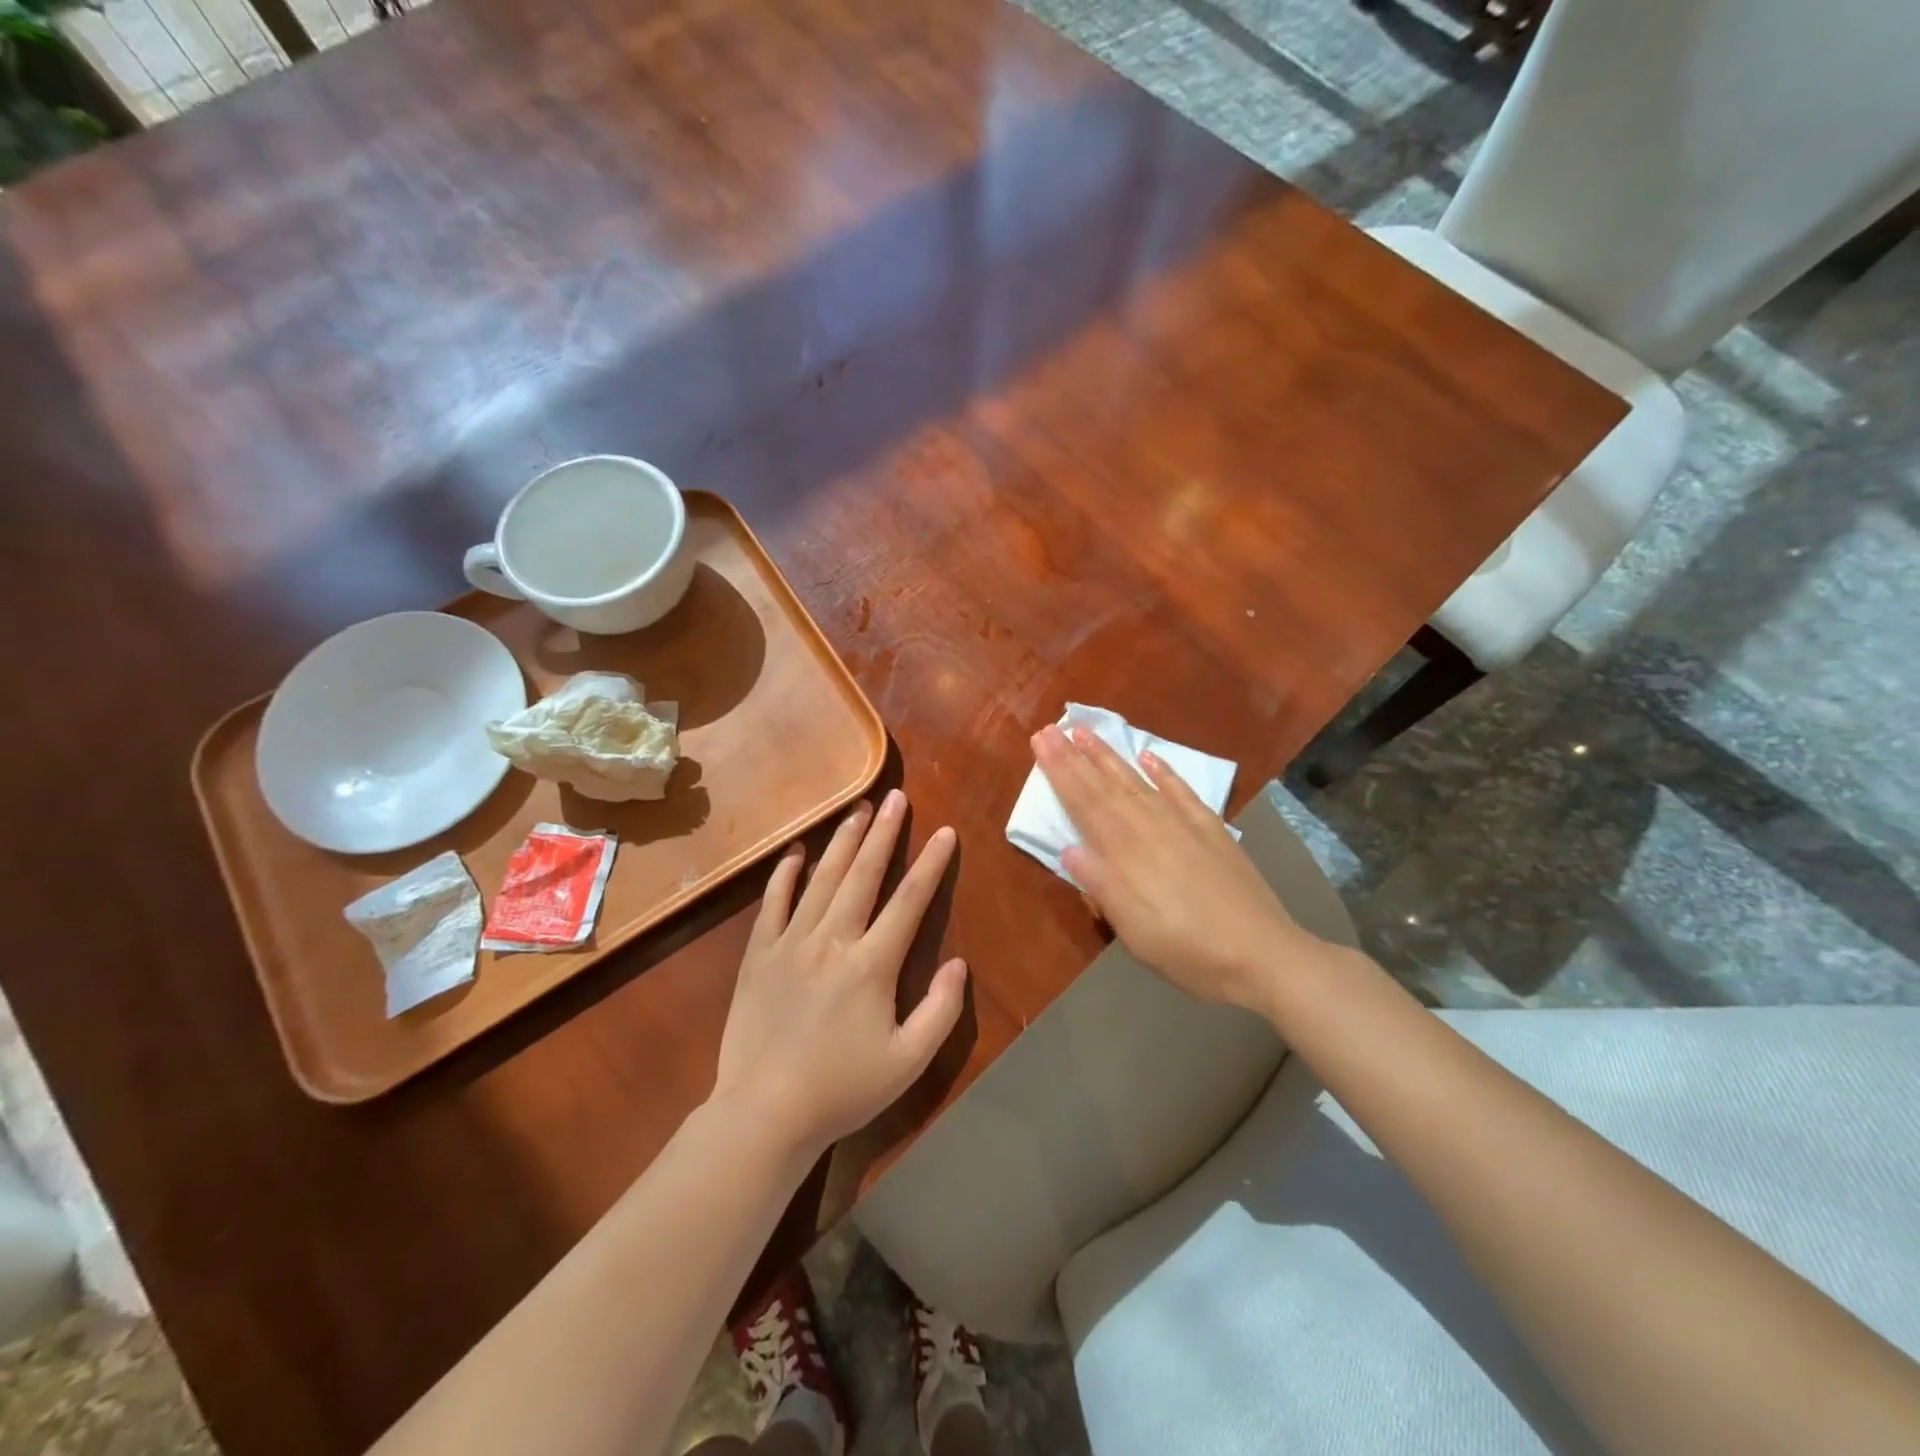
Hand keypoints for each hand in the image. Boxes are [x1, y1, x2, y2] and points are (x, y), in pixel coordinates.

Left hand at [712, 789, 965, 1157]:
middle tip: (896, 797)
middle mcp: (832, 941)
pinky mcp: (758, 954)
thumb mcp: (908, 1062)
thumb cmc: (842, 1090)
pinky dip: (785, 873)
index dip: (931, 864)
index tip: (945, 832)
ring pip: (822, 879)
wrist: (763, 1114)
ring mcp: (790, 943)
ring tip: (859, 808)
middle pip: (864, 875)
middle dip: (884, 833)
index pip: (909, 901)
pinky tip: (797, 850)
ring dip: (843, 841)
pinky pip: (773, 902)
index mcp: (872, 965)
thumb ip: (941, 1010)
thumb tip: (960, 964)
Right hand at [1033, 724, 1302, 1011]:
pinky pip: (1182, 793)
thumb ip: (1101, 886)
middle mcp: (1150, 828)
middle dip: (1075, 757)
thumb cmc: (1188, 950)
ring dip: (1110, 757)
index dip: (1061, 773)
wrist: (1263, 954)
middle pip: (1106, 786)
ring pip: (1137, 782)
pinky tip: (1149, 757)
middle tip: (1051, 728)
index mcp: (1126, 853)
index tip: (1041, 742)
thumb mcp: (1134, 930)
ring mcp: (1183, 825)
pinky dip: (1164, 773)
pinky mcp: (1211, 831)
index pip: (1085, 804)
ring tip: (1087, 733)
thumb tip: (1068, 848)